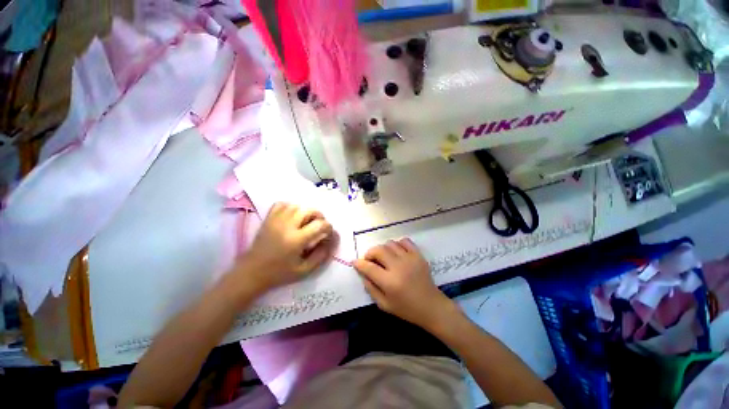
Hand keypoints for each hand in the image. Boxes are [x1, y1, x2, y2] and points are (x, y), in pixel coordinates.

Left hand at [235, 202, 336, 293]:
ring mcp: (276, 220)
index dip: (328, 227)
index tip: (328, 232)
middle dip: (319, 216)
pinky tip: (293, 216)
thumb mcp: (304, 271)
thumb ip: (320, 256)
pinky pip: (281, 204)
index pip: (319, 225)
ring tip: (307, 221)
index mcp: (296, 240)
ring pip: (296, 206)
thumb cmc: (279, 273)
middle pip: (309, 210)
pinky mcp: (268, 219)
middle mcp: (287, 226)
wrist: (251, 272)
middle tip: (319, 225)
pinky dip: (290, 207)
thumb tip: (330, 242)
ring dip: (306, 211)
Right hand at [354, 238, 454, 329]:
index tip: (355, 262)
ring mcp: (410, 258)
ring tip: (384, 257)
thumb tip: (363, 273)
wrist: (431, 306)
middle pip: (378, 250)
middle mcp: (399, 267)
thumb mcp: (384, 305)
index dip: (359, 263)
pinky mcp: (418, 255)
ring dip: (383, 249)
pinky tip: (397, 253)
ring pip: (390, 243)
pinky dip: (397, 244)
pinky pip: (404, 241)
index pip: (369, 267)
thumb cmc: (406, 309)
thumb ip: (371, 288)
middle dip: (370, 253)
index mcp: (389, 282)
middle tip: (370, 260)